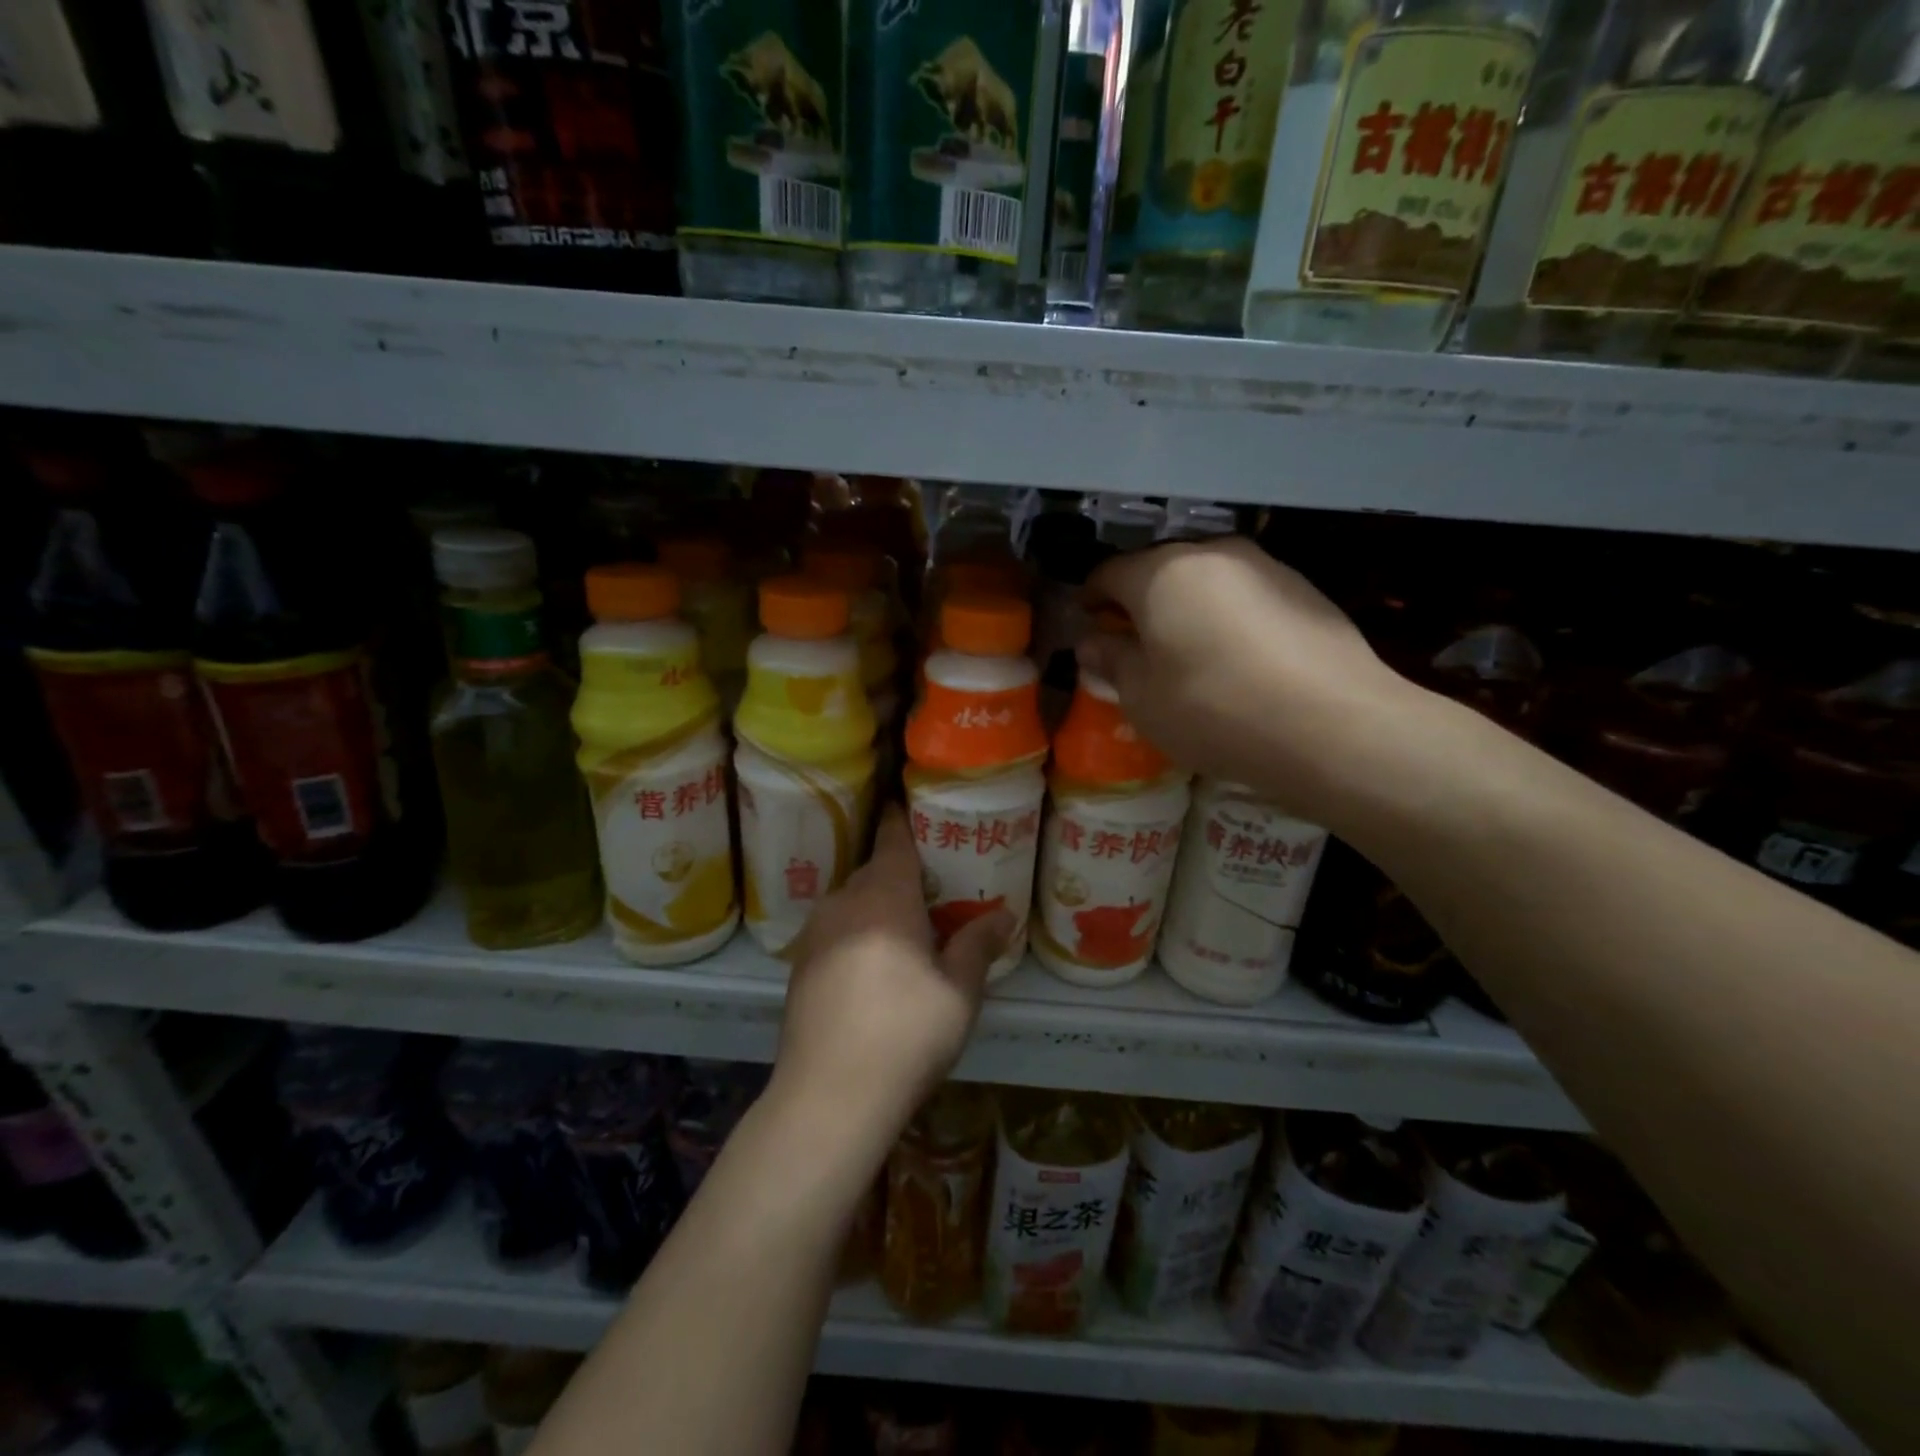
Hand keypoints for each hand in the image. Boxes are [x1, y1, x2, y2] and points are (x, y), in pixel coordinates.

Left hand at [770, 807, 1012, 1167]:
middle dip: (901, 872)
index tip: (911, 803)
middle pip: (875, 870)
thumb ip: (978, 945)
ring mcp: (815, 933)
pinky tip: (874, 965)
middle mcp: (844, 902)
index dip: (902, 818)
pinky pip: (836, 929)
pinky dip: (858, 931)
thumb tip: (1004, 915)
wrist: (829, 1096)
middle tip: (935, 885)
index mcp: (884, 896)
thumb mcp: (958, 991)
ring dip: (878, 905)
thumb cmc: (905, 1033)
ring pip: (853, 901)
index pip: (893, 839)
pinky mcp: (800, 965)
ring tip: (908, 926)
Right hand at [1078, 537, 1425, 826]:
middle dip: (1141, 602)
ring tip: (1189, 654)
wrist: (1333, 725)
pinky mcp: (1306, 590)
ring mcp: (1266, 567)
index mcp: (1161, 573)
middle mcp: (1213, 554)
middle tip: (1134, 642)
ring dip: (1188, 609)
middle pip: (1161, 571)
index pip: (1109, 572)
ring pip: (1208, 581)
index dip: (1091, 597)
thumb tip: (1093, 642)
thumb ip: (1112, 661)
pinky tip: (1238, 661)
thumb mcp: (1142, 697)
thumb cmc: (1213, 709)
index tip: (1087, 621)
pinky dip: (1230, 619)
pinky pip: (1247, 597)